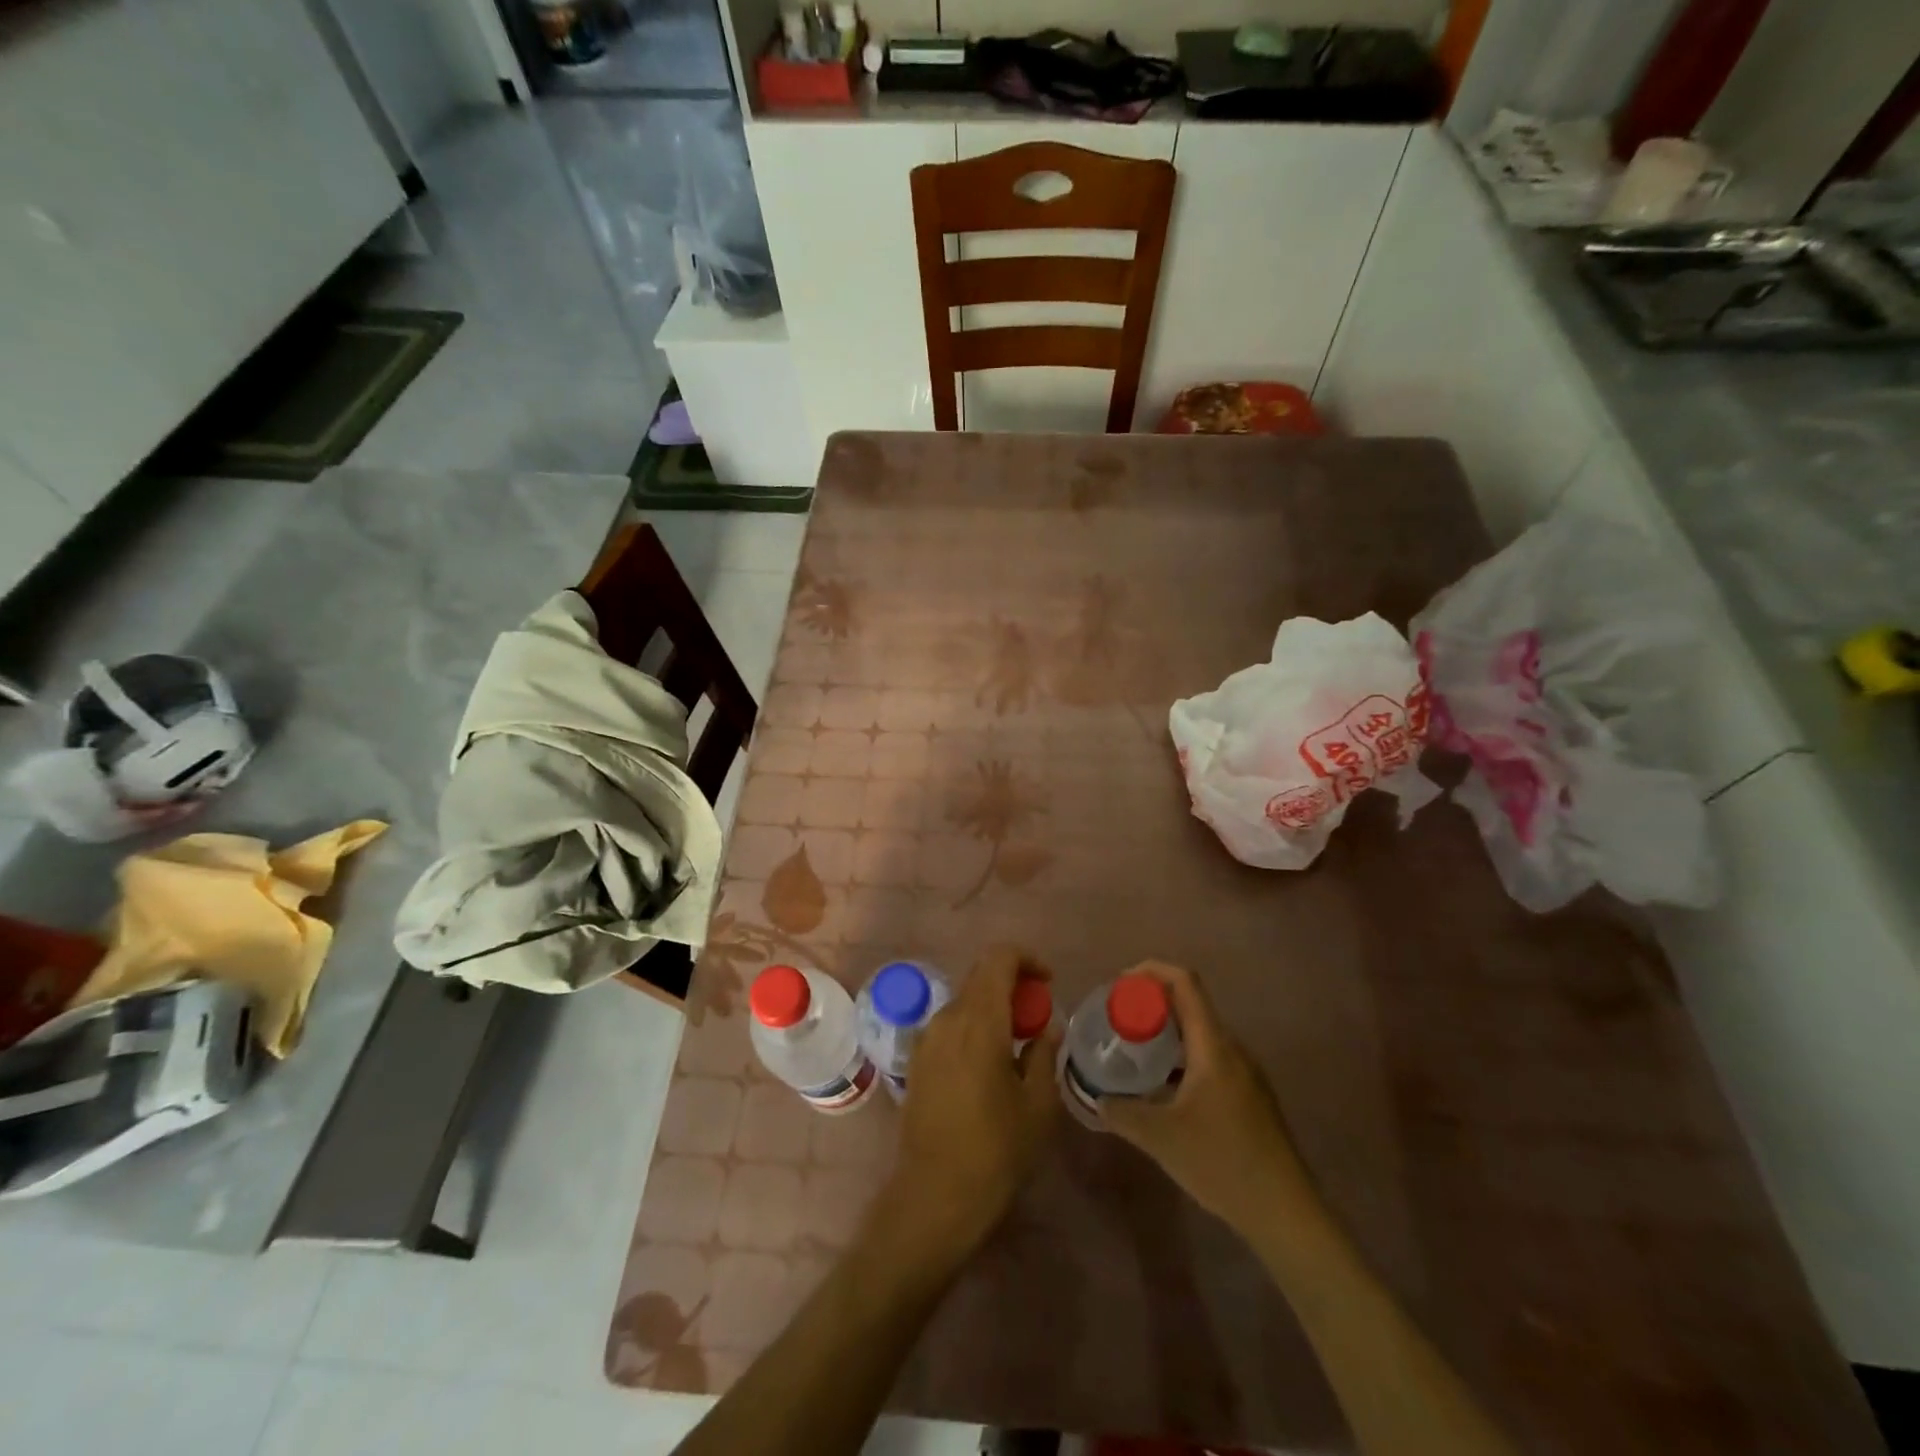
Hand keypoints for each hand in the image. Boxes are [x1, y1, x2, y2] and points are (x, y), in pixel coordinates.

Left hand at [888, 947, 1061, 1261]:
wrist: (934, 1197)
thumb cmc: (996, 1151)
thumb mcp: (1038, 1105)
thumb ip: (1044, 1055)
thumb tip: (1047, 1028)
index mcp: (980, 1020)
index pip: (999, 958)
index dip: (1027, 960)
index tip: (1048, 984)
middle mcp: (947, 1018)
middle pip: (981, 977)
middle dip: (1013, 985)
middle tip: (1038, 1018)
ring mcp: (926, 1039)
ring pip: (965, 1002)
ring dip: (993, 1008)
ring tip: (1017, 1045)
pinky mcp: (916, 1061)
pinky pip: (950, 1026)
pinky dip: (974, 1028)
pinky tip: (989, 1065)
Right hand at [1099, 961, 1317, 1233]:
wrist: (1286, 1212)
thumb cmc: (1222, 1163)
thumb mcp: (1161, 1138)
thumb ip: (1122, 1113)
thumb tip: (1096, 1098)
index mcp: (1214, 1046)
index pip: (1185, 983)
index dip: (1152, 970)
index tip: (1121, 982)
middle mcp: (1233, 1049)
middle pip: (1191, 1005)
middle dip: (1153, 1003)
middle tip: (1119, 1020)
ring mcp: (1246, 1073)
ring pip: (1201, 1034)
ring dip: (1167, 1033)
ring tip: (1135, 1052)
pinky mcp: (1251, 1096)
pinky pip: (1211, 1058)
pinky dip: (1183, 1057)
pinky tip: (1165, 1088)